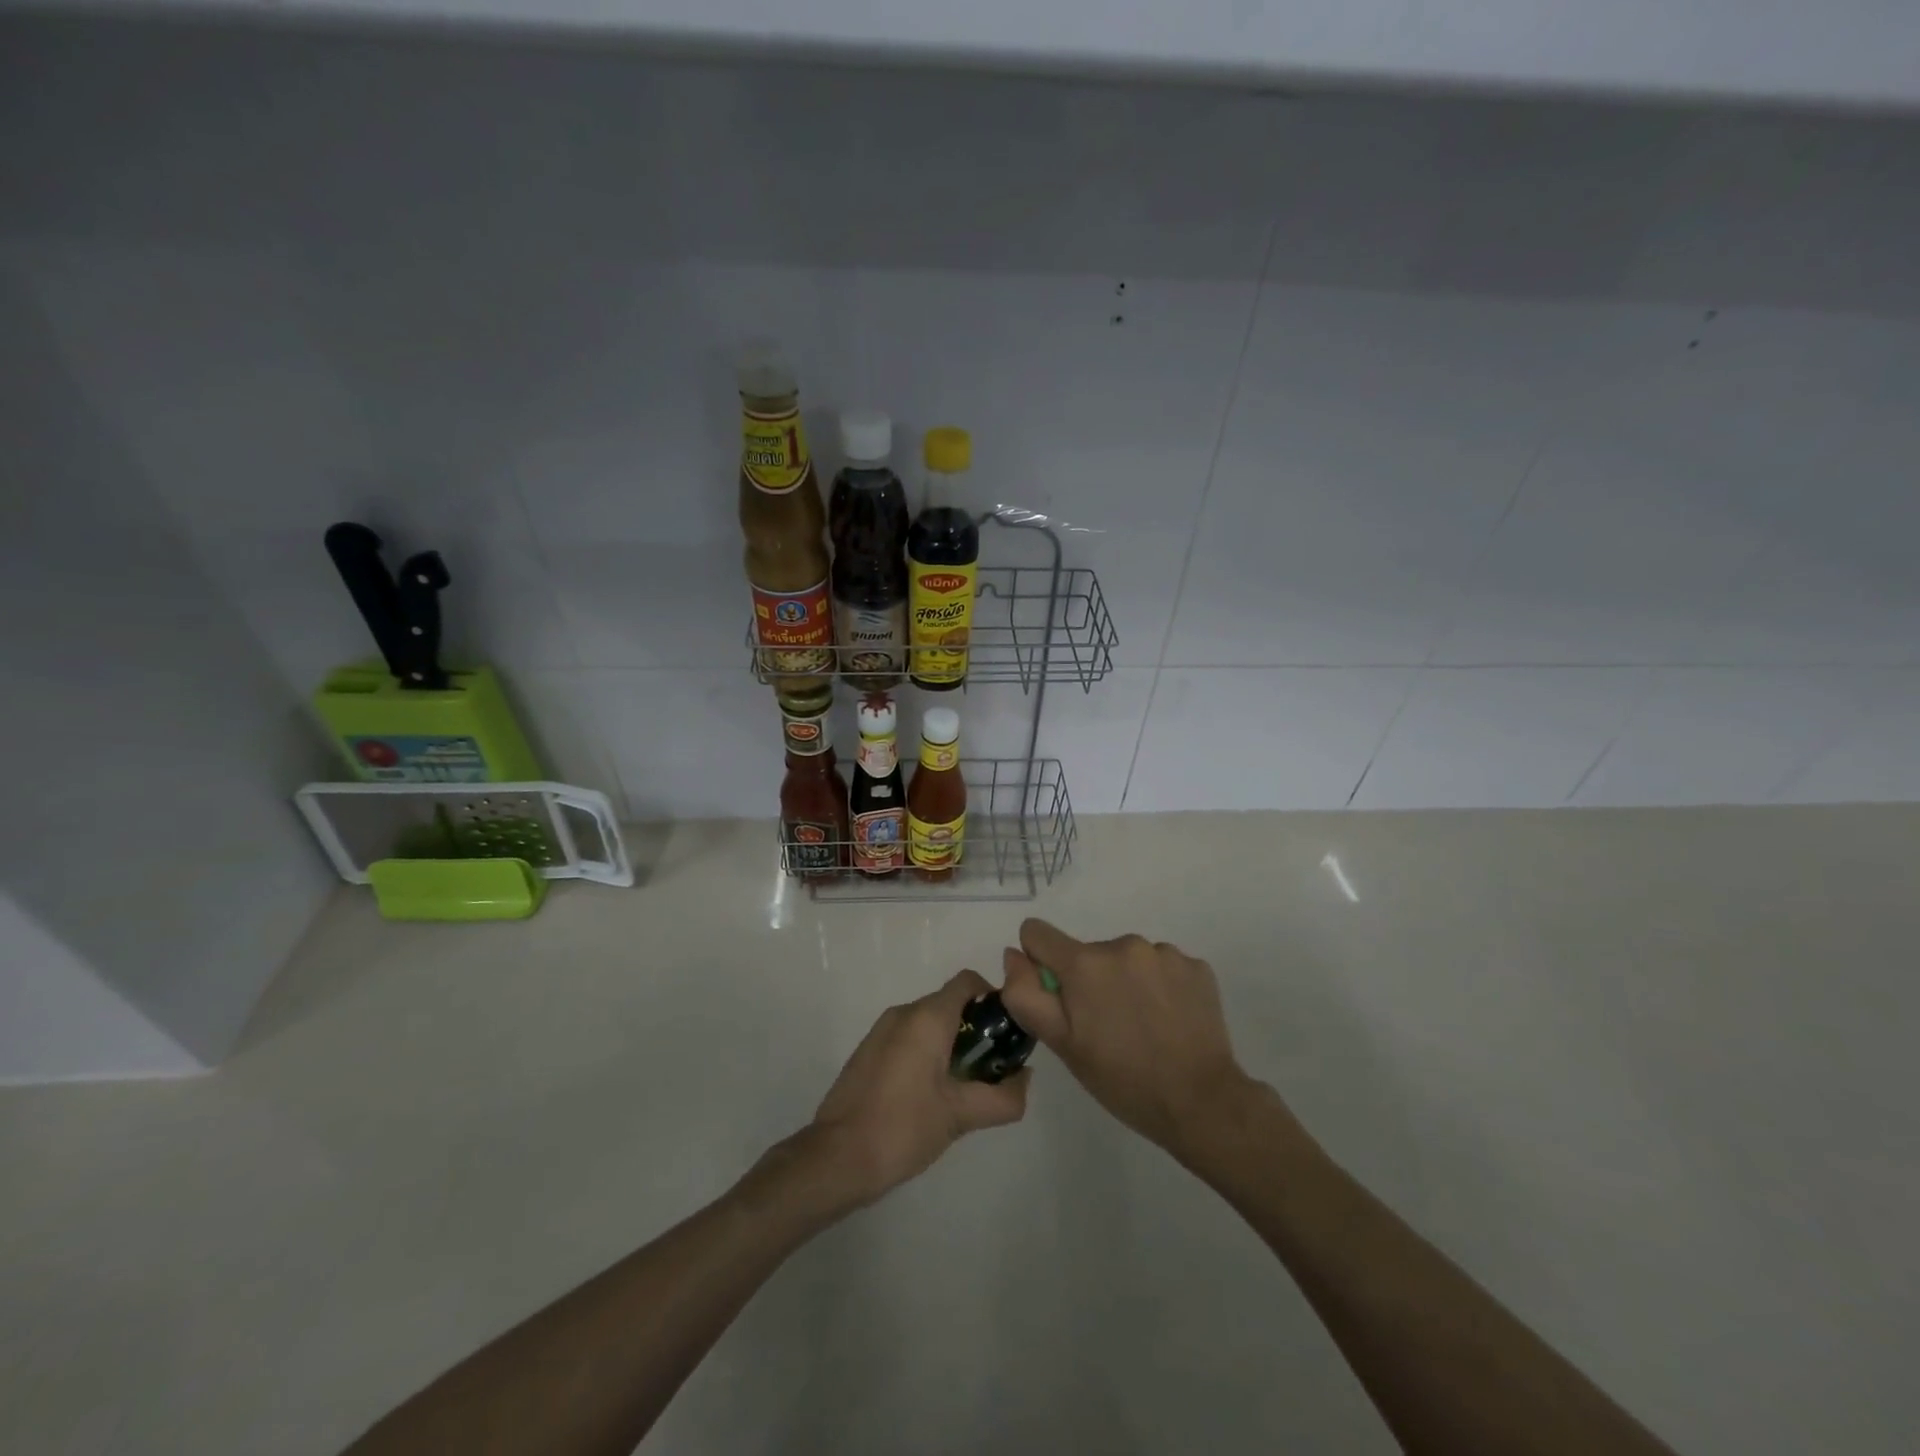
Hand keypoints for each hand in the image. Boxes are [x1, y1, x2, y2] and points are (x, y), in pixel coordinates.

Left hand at [809, 969, 1029, 1205]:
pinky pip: (908, 1037)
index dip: (994, 1000)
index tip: (1007, 1034)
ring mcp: (881, 1031)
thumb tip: (1024, 1079)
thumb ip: (1003, 1097)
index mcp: (927, 1017)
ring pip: (928, 1022)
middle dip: (975, 1029)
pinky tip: (930, 1095)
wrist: (836, 1157)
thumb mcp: (961, 1116)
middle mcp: (903, 1013)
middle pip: (950, 1003)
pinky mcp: (868, 1051)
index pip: (968, 982)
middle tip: (990, 1069)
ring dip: (951, 1044)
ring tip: (962, 1087)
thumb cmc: (903, 1127)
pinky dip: (927, 1053)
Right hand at [1001, 919, 1251, 1156]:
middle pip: (1087, 952)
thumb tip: (1014, 954)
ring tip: (1142, 1026)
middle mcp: (1123, 944)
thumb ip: (1026, 994)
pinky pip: (1162, 966)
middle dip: (1088, 980)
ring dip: (1125, 982)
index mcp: (1084, 963)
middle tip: (1105, 1027)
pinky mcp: (1196, 965)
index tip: (1058, 998)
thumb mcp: (1062, 1044)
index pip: (1038, 933)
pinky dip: (1159, 987)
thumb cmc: (1122, 1079)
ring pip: (1126, 959)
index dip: (1039, 963)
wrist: (1201, 1102)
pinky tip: (1169, 1021)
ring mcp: (1164, 952)